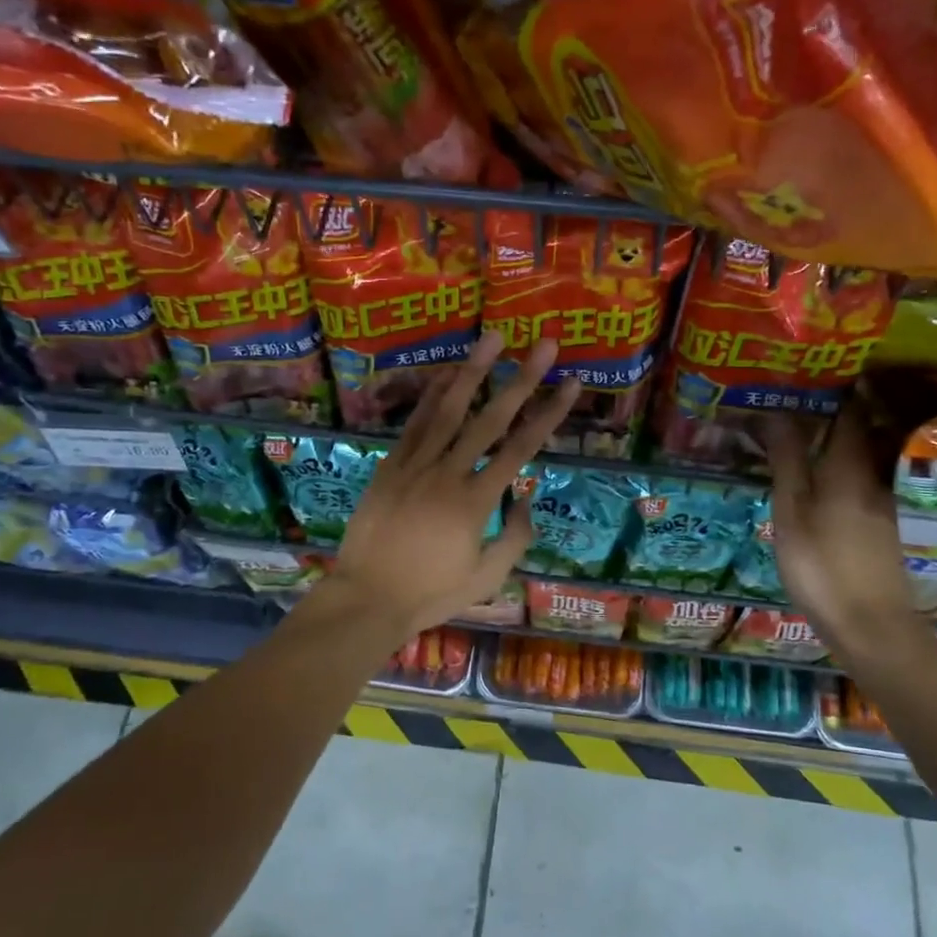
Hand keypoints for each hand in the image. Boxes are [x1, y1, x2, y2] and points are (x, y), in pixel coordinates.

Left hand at [327, 332, 579, 635]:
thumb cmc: (430, 594)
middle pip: (491, 418)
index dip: (550, 413)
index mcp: (475, 503)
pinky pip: (414, 424)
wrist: (366, 598)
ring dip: (473, 371)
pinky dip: (431, 395)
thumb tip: (526, 497)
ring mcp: (415, 465)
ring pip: (449, 410)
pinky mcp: (390, 466)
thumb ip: (514, 537)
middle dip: (522, 379)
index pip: (521, 448)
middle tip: (545, 345)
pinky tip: (446, 372)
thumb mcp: (485, 578)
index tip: (571, 384)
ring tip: (493, 338)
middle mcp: (448, 474)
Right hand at [765, 412, 917, 655]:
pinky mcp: (877, 523)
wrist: (870, 625)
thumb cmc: (821, 564)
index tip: (800, 374)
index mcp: (848, 464)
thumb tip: (777, 411)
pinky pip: (855, 477)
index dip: (828, 388)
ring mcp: (878, 500)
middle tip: (786, 400)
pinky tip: (812, 477)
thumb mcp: (792, 510)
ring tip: (791, 433)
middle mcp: (870, 474)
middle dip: (825, 410)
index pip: (847, 409)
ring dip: (828, 438)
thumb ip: (787, 460)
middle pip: (854, 429)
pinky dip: (834, 465)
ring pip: (855, 453)